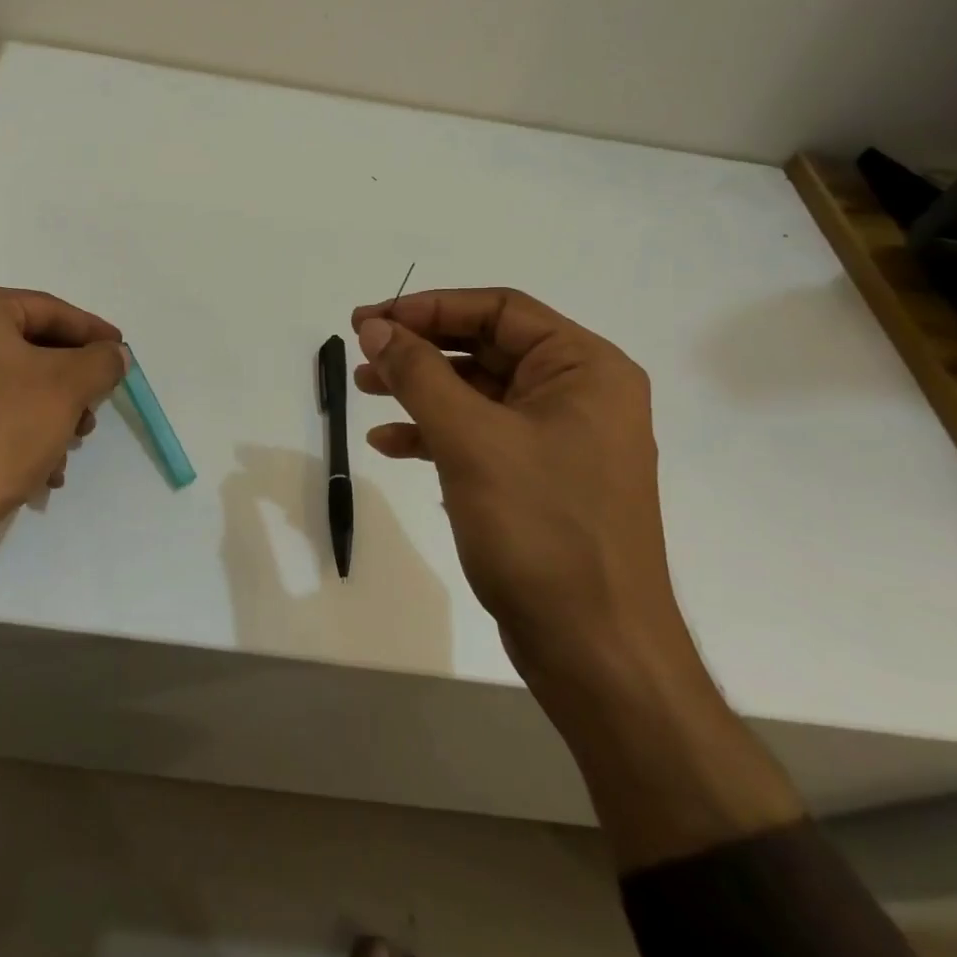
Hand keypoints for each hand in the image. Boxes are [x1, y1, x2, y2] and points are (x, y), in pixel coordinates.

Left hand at [0, 286, 127, 639]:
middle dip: (73, 383)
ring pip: (20, 386)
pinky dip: (27, 434)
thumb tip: (115, 354)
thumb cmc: (2, 428)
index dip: (93, 332)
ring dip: (55, 414)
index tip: (122, 354)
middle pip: (35, 349)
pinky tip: (47, 470)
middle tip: (98, 407)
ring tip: (73, 444)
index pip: (50, 310)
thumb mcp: (67, 386)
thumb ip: (101, 361)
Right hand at [350, 288, 686, 682]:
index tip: (370, 320)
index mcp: (585, 368)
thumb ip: (419, 373)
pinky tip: (390, 443)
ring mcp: (561, 439)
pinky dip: (436, 433)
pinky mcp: (540, 479)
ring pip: (479, 392)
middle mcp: (580, 394)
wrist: (594, 648)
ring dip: (421, 388)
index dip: (429, 308)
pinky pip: (482, 435)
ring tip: (365, 389)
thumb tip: (375, 326)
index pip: (500, 310)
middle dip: (421, 348)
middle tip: (361, 350)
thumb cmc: (539, 528)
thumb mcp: (470, 439)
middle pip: (487, 347)